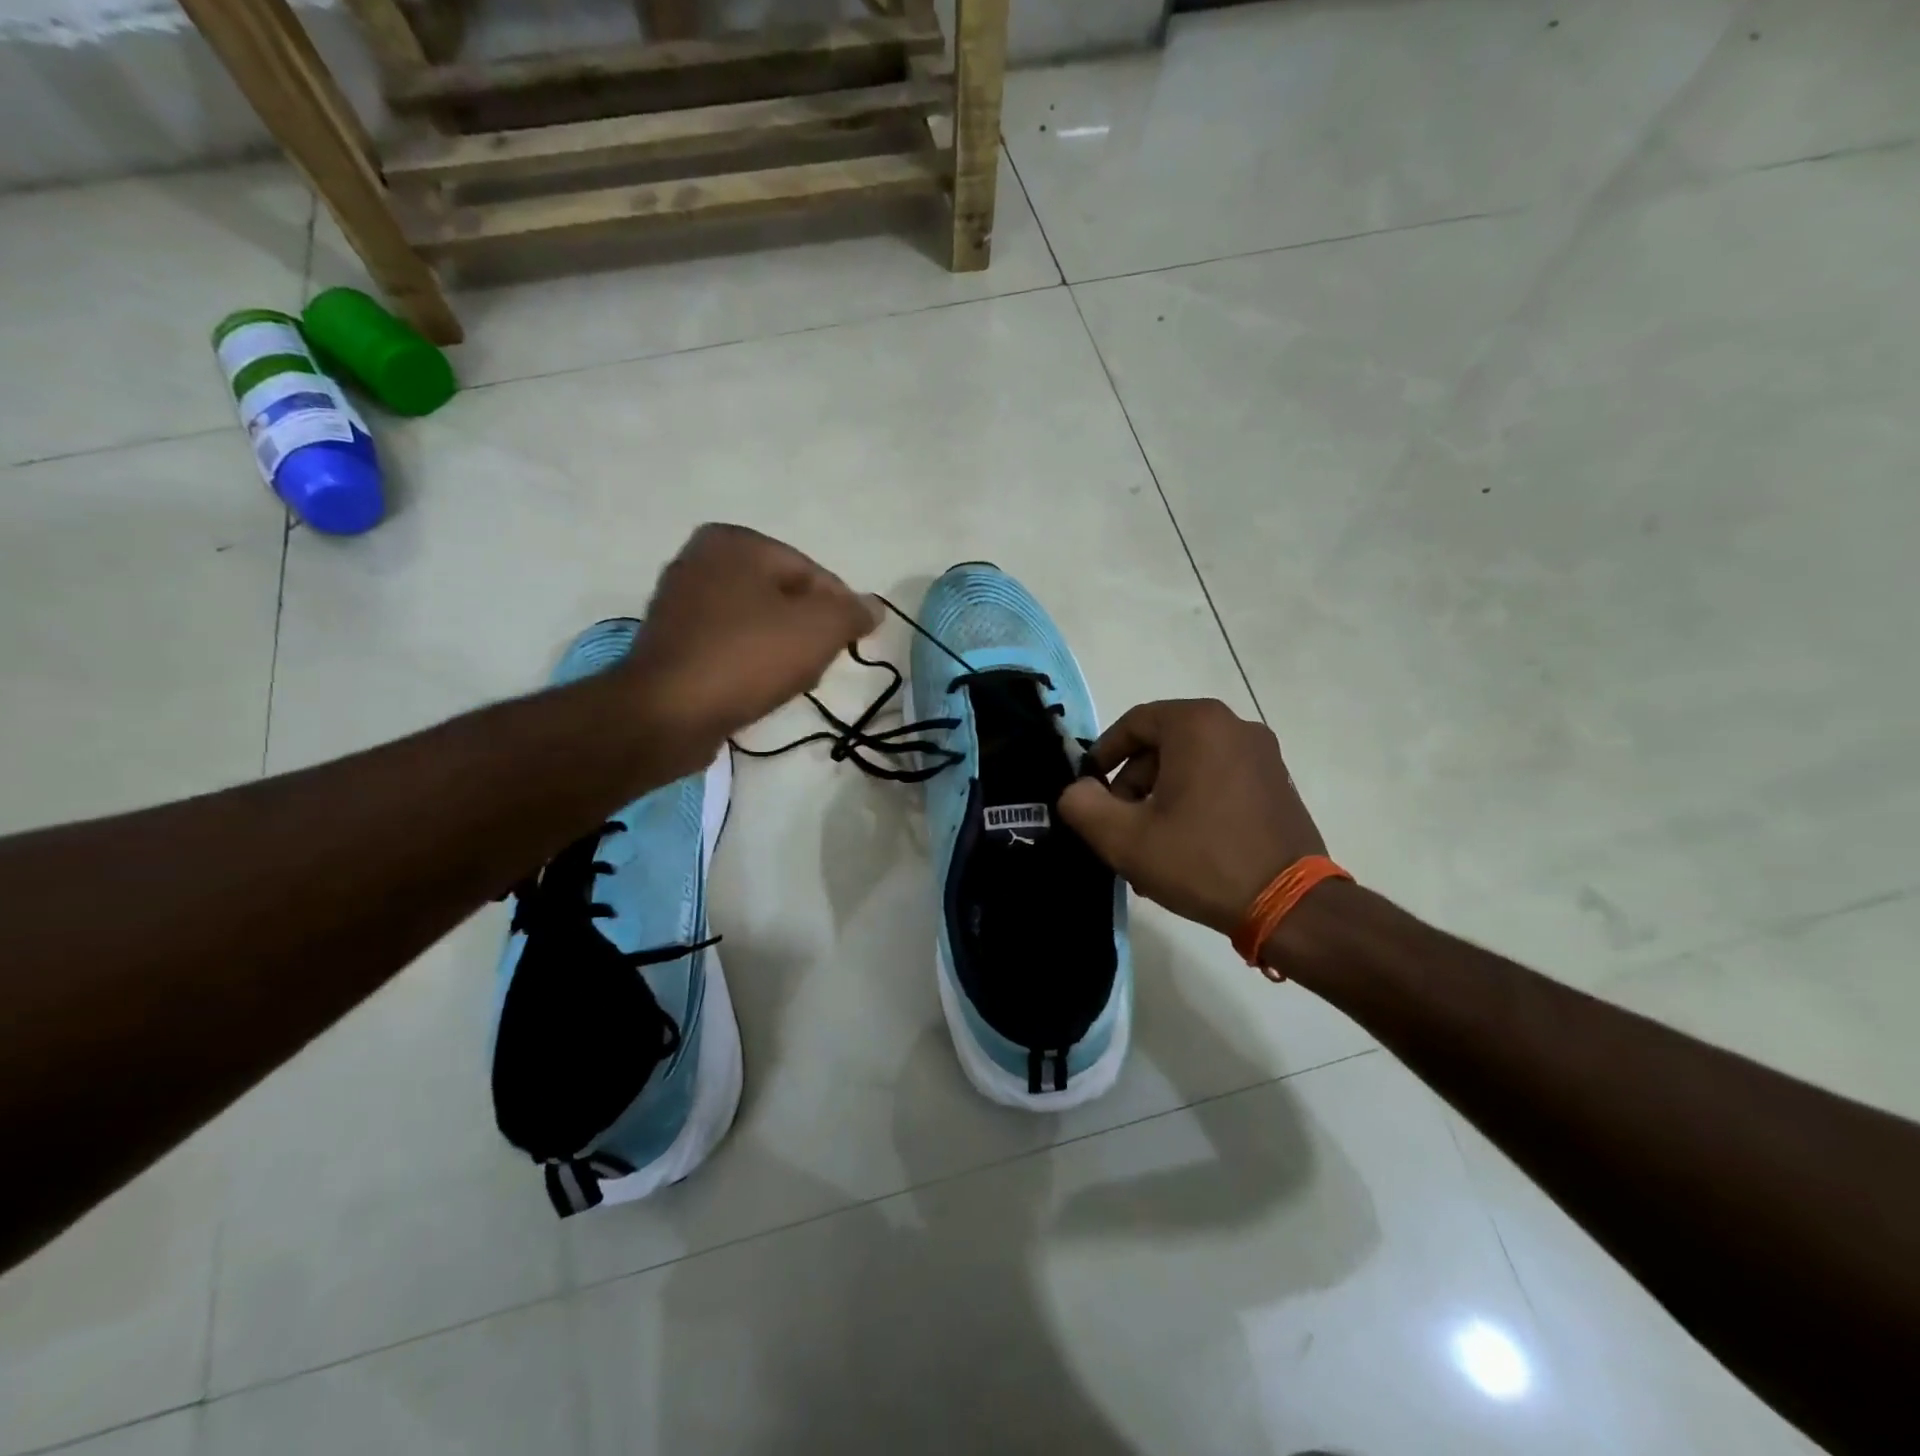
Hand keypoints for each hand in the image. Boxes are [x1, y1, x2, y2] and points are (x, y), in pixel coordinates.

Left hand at [621, 525, 879, 771]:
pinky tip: (757, 691)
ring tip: (788, 684)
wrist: (667, 714)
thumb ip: (853, 612)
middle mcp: (701, 560)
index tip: (849, 646)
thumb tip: (873, 607)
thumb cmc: (747, 658)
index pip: (812, 573)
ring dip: (781, 652)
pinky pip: (729, 646)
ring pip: (757, 624)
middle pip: (784, 598)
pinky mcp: (670, 642)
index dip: (839, 611)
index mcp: (734, 542)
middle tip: (817, 667)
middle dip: (808, 633)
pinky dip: (749, 664)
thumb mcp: (819, 629)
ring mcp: (679, 602)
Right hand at [1058, 699, 1327, 937]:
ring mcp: (1262, 755)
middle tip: (1119, 825)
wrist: (1289, 906)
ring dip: (1160, 797)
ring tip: (1148, 846)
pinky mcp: (1277, 783)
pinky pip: (1219, 779)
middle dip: (1132, 783)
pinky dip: (1193, 802)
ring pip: (1190, 765)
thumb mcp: (1124, 838)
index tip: (1089, 789)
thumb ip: (1083, 805)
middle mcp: (1234, 726)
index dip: (1103, 754)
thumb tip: (1077, 790)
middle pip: (1162, 744)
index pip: (1134, 723)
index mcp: (1198, 725)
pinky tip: (1183, 847)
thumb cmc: (1200, 861)